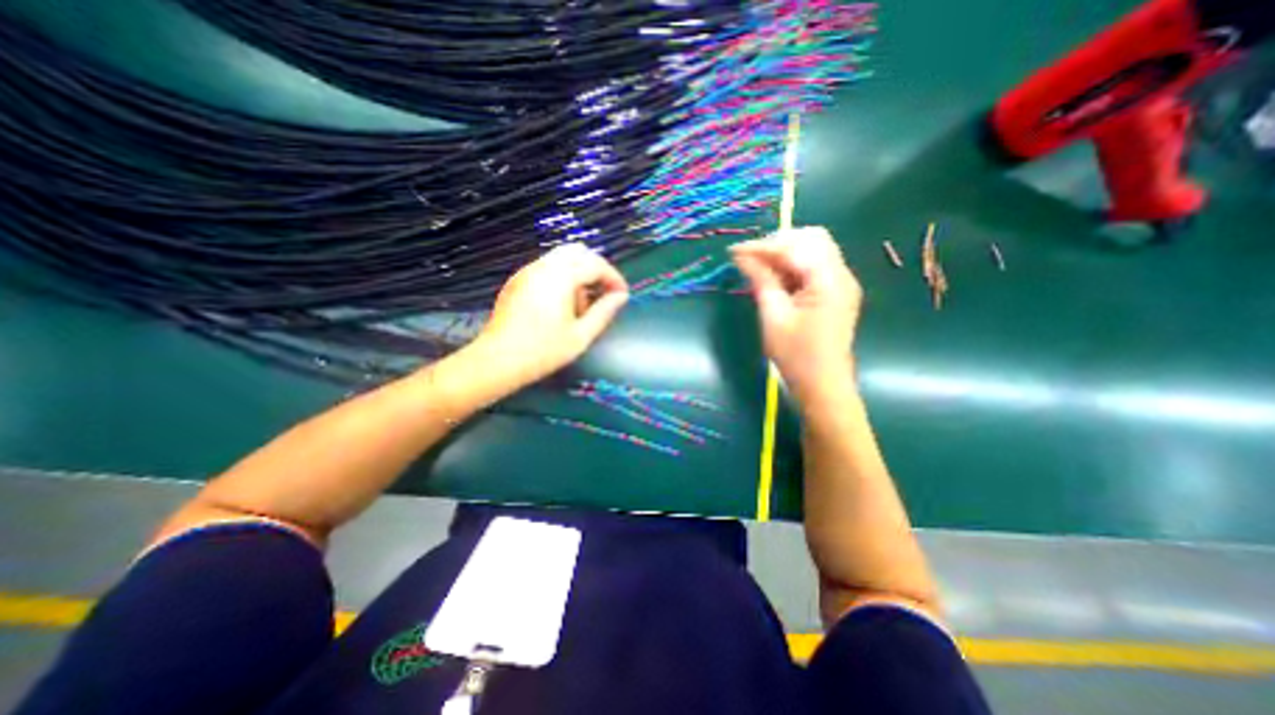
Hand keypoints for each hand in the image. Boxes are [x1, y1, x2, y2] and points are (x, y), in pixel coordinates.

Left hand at [466, 244, 626, 389]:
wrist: (497, 361)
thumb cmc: (543, 351)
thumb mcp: (580, 336)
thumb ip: (604, 312)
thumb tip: (621, 297)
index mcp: (560, 277)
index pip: (595, 264)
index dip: (613, 277)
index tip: (622, 295)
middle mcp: (542, 266)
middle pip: (578, 251)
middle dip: (596, 269)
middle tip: (604, 293)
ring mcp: (527, 272)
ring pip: (562, 258)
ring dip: (579, 273)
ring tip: (582, 305)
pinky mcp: (518, 281)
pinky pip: (547, 267)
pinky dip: (562, 277)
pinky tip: (561, 306)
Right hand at [732, 230, 860, 408]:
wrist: (823, 386)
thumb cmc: (796, 356)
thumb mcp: (774, 316)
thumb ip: (761, 280)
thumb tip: (741, 256)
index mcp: (829, 280)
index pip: (795, 247)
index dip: (763, 246)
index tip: (734, 251)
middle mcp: (841, 275)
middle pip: (812, 239)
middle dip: (777, 244)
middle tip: (750, 259)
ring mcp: (841, 284)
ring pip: (813, 251)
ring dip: (784, 254)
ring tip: (758, 268)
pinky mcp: (835, 294)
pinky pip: (814, 267)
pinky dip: (792, 267)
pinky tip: (774, 279)